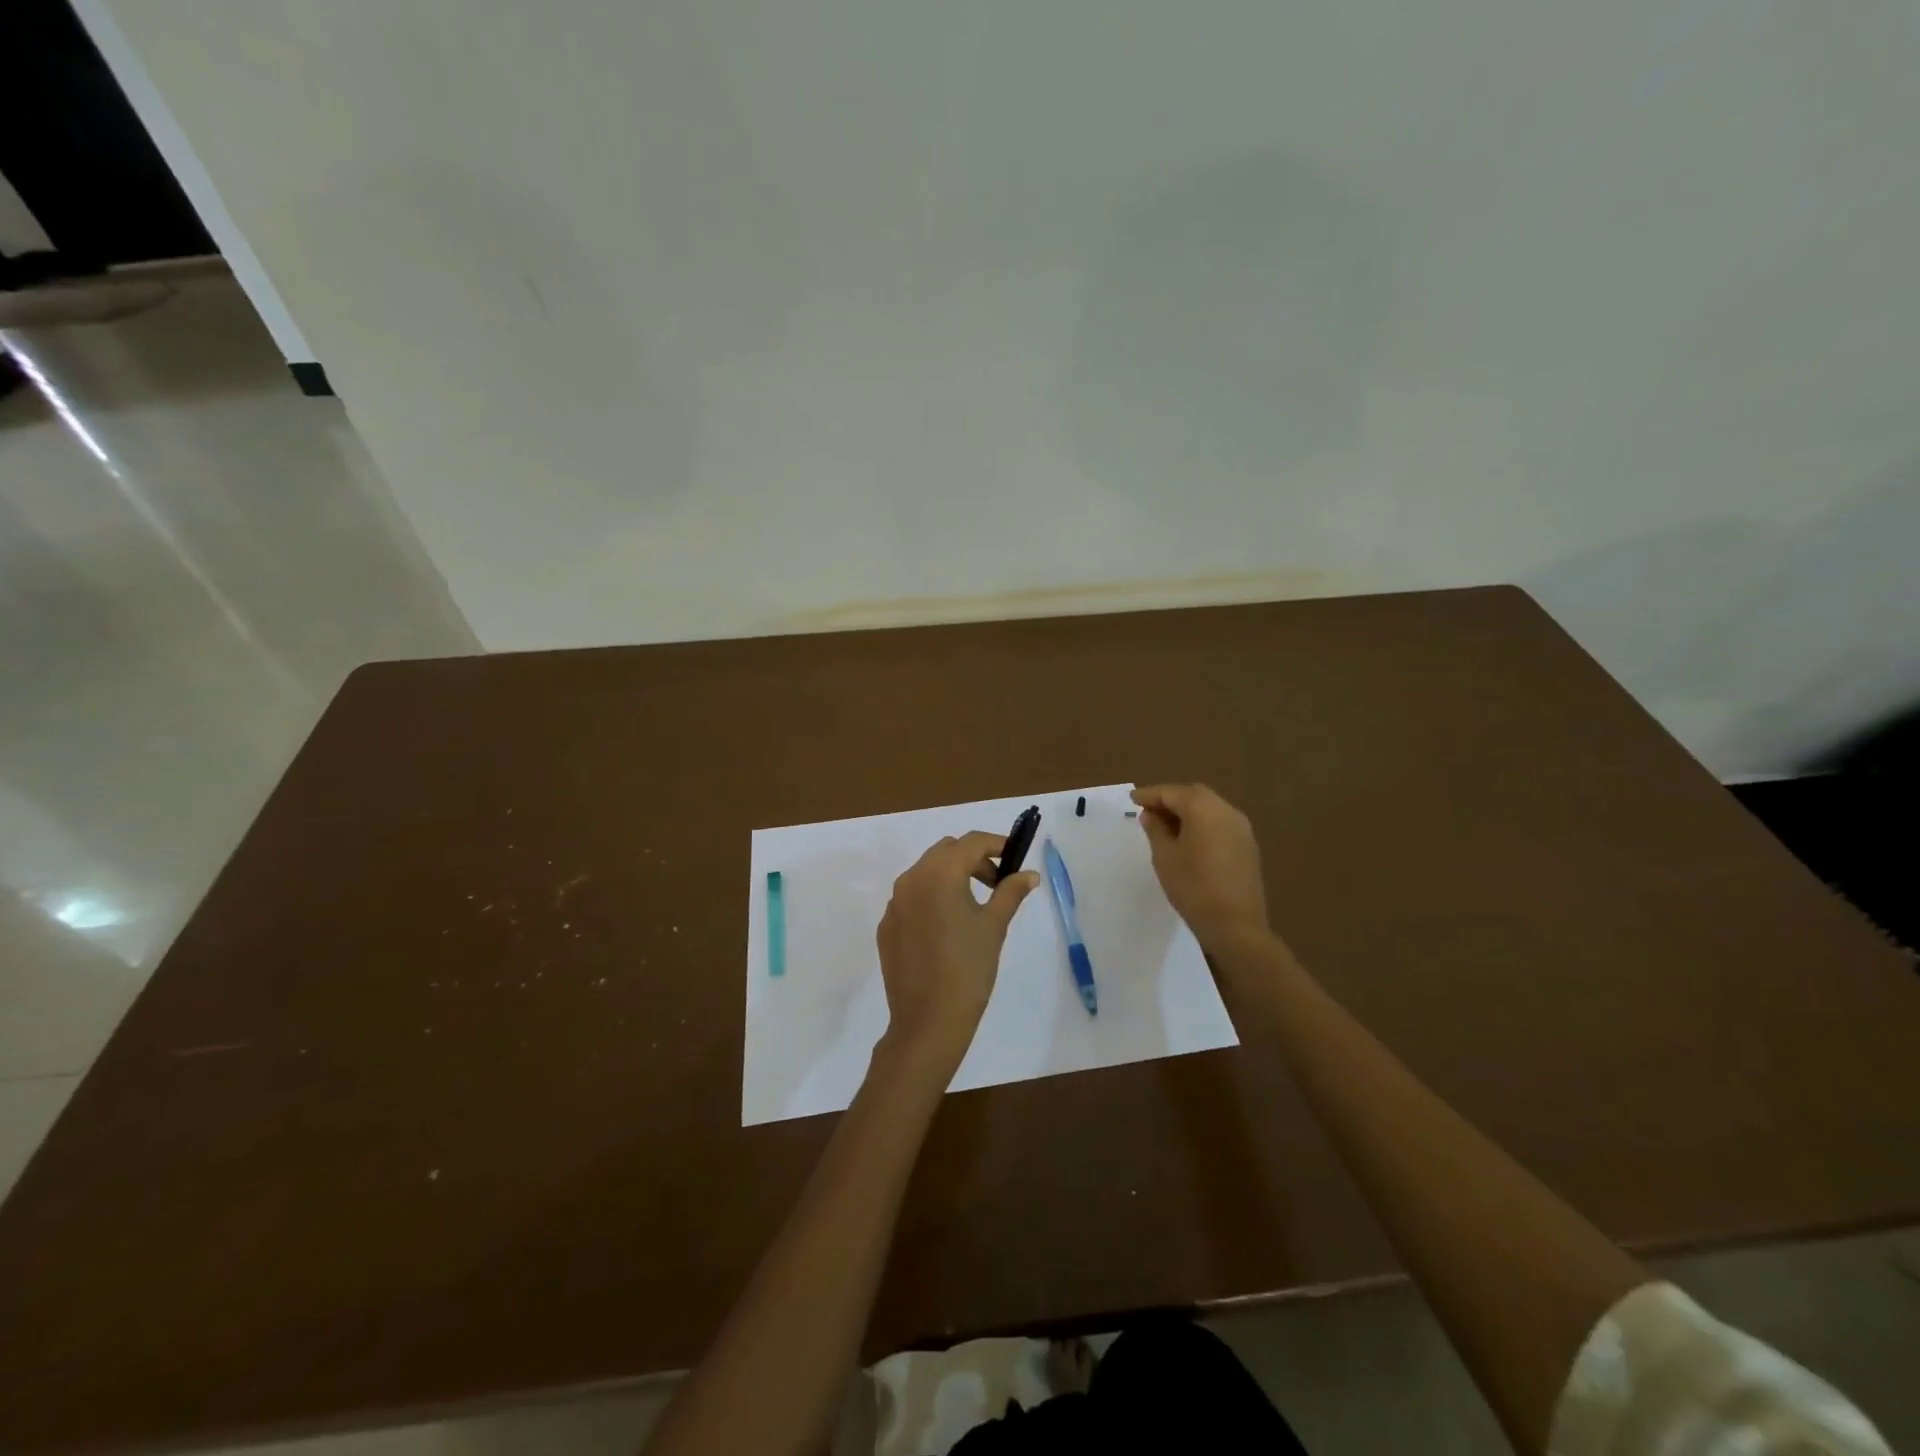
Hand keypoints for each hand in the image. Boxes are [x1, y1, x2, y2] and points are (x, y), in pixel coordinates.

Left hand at [875, 832, 1038, 1073]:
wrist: (928, 1021)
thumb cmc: (968, 969)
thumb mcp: (994, 926)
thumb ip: (1010, 892)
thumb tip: (1029, 874)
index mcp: (939, 874)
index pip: (971, 842)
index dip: (997, 844)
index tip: (1015, 858)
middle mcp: (911, 879)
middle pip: (946, 852)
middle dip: (973, 859)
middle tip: (996, 883)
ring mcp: (894, 903)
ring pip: (926, 872)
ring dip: (951, 876)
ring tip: (974, 906)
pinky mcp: (886, 926)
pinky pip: (911, 898)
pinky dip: (932, 899)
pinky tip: (947, 929)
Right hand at [1131, 784, 1269, 954]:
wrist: (1236, 925)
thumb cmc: (1193, 888)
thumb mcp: (1165, 857)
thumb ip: (1156, 830)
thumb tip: (1151, 814)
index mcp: (1204, 809)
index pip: (1172, 792)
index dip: (1150, 794)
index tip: (1132, 799)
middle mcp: (1226, 811)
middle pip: (1194, 795)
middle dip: (1170, 798)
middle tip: (1148, 810)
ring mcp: (1241, 828)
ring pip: (1209, 808)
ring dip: (1187, 810)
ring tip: (1165, 825)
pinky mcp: (1247, 845)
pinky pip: (1220, 823)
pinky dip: (1202, 823)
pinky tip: (1188, 838)